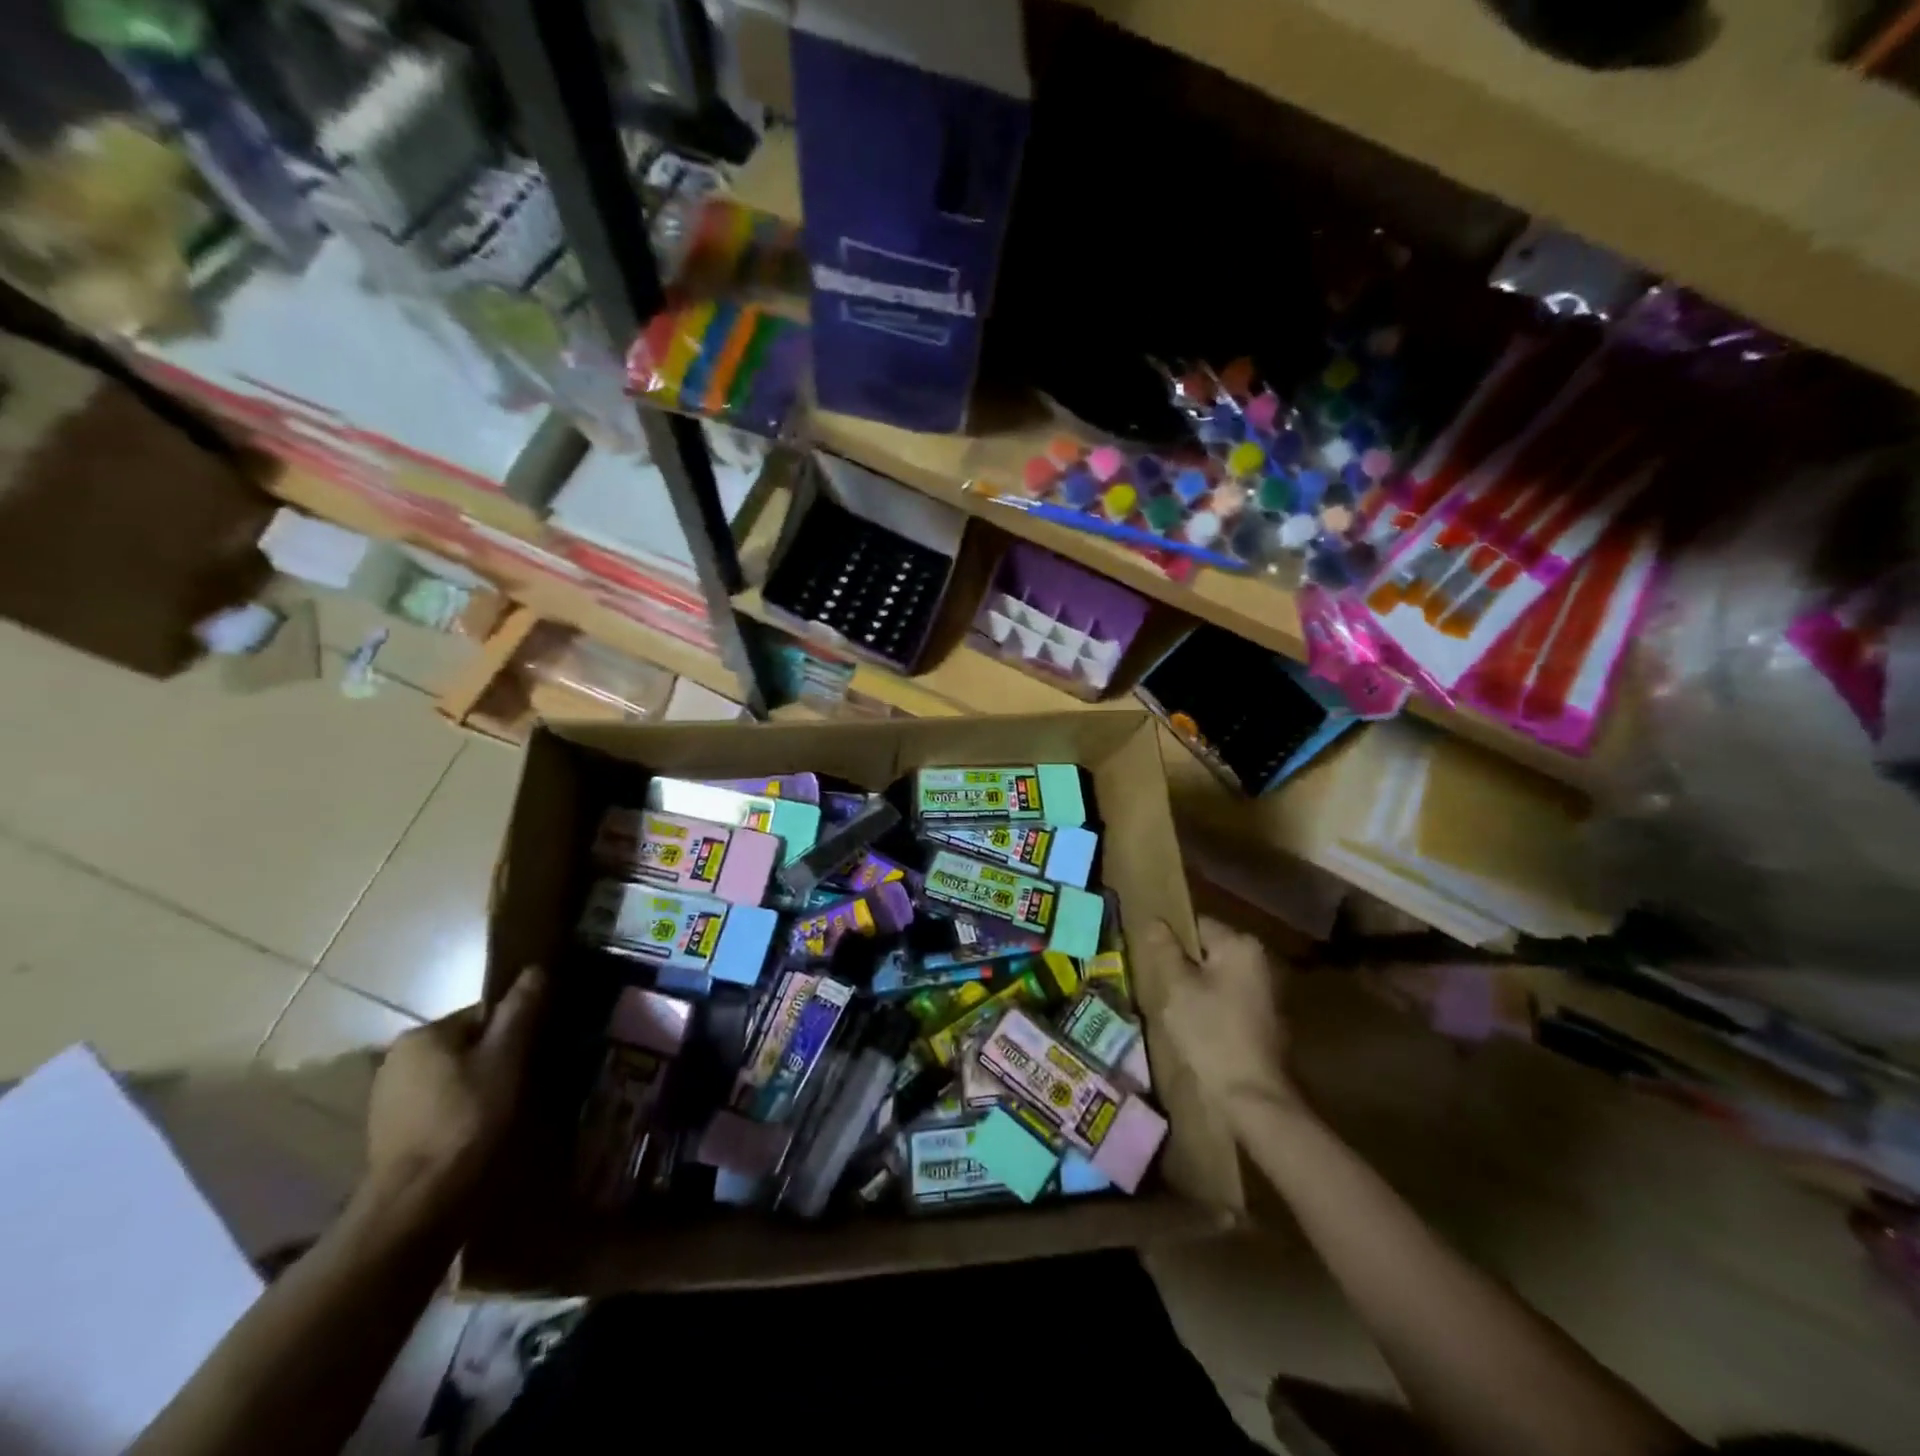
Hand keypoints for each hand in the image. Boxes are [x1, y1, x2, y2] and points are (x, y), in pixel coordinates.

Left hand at [365, 965, 547, 1210]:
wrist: (417, 1204)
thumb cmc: (466, 1119)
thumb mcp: (505, 1057)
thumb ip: (520, 1010)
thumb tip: (536, 968)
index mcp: (423, 1035)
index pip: (483, 1015)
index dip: (516, 1031)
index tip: (537, 1054)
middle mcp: (397, 1059)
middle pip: (467, 1046)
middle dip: (496, 1059)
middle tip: (526, 1082)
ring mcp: (387, 1099)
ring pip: (452, 1078)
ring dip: (478, 1087)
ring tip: (506, 1110)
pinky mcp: (388, 1134)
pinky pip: (437, 1106)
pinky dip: (459, 1112)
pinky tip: (478, 1132)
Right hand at [1145, 917, 1306, 1134]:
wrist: (1251, 1097)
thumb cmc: (1210, 1033)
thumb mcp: (1177, 988)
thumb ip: (1164, 950)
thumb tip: (1155, 921)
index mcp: (1241, 945)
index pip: (1196, 924)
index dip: (1169, 940)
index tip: (1150, 961)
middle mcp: (1260, 961)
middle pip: (1208, 951)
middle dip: (1182, 965)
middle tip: (1157, 986)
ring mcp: (1267, 992)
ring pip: (1217, 977)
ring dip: (1196, 988)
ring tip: (1171, 1008)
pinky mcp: (1266, 1020)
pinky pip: (1229, 1000)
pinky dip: (1211, 1008)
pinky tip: (1194, 1028)